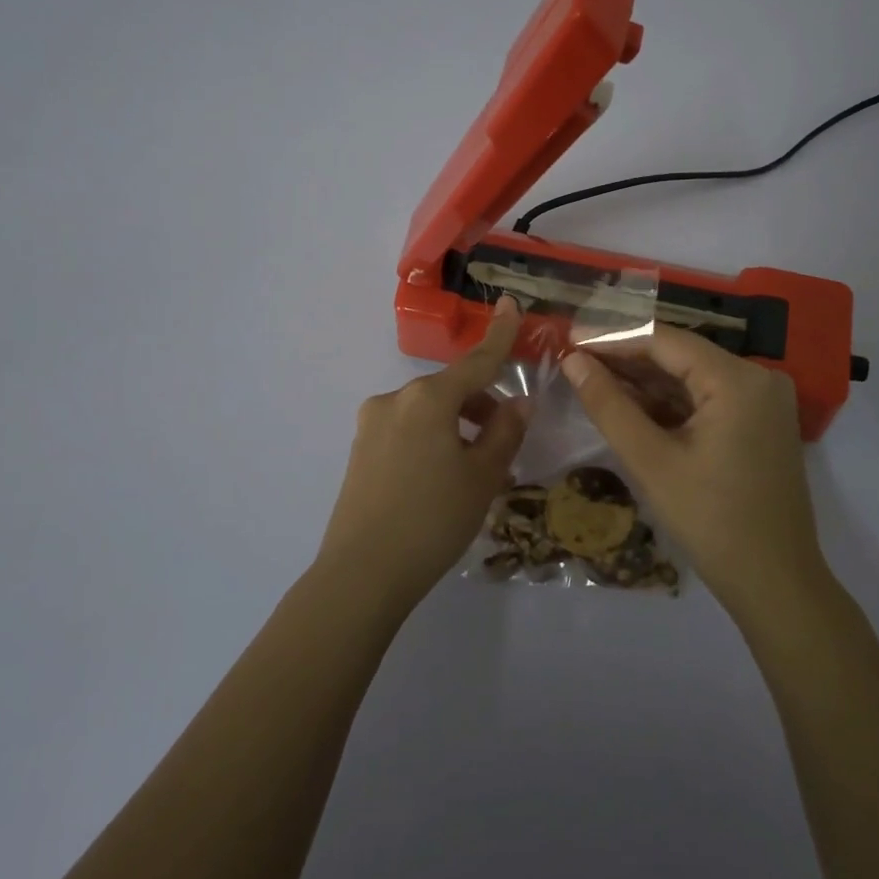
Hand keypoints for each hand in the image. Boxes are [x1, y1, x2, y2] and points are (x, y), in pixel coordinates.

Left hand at [317, 297, 527, 612]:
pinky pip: (408, 431)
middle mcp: (395, 400)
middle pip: (451, 390)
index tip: (510, 304)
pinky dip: (433, 440)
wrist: (361, 574)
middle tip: (506, 445)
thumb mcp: (482, 476)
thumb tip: (518, 403)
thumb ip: (505, 432)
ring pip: (429, 413)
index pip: (476, 361)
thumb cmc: (433, 520)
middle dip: (482, 406)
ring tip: (476, 473)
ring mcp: (372, 424)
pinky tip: (442, 480)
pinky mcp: (360, 450)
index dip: (499, 335)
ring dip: (458, 427)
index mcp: (428, 398)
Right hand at [562, 328, 825, 613]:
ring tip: (592, 378)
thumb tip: (573, 361)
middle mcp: (758, 377)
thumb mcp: (651, 461)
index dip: (612, 337)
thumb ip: (608, 405)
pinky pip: (707, 398)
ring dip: (645, 380)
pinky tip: (630, 404)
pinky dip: (669, 402)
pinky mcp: (760, 422)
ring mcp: (763, 400)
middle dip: (626, 358)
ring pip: (691, 376)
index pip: (665, 340)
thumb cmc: (711, 521)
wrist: (775, 583)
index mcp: (738, 379)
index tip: (569, 339)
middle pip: (680, 355)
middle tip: (575, 360)